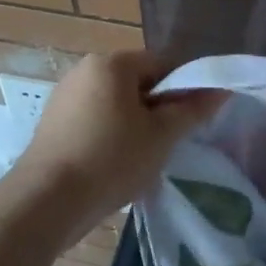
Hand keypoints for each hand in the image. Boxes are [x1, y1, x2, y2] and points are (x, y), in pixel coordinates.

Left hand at [11, 51, 224, 239]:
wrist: (45, 203)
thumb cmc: (111, 160)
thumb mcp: (161, 136)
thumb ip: (193, 110)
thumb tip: (221, 90)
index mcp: (112, 63)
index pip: (163, 63)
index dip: (185, 88)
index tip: (193, 119)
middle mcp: (85, 70)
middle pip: (138, 82)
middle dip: (158, 108)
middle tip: (170, 141)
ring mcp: (65, 96)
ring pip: (117, 103)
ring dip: (136, 124)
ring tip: (144, 158)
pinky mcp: (53, 123)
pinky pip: (95, 119)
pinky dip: (111, 135)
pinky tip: (115, 165)